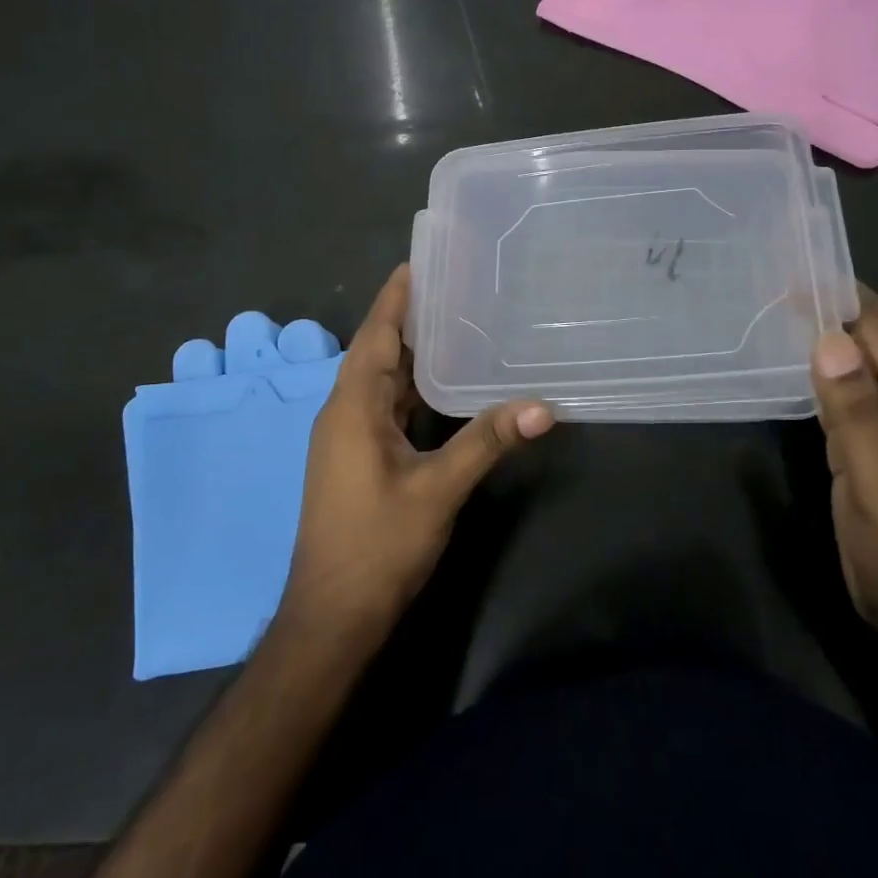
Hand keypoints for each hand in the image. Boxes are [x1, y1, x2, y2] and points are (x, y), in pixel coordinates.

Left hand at [279, 264, 553, 647]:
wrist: (332, 618)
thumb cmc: (376, 546)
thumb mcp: (438, 490)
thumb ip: (488, 442)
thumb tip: (544, 406)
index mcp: (353, 406)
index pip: (376, 334)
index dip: (396, 295)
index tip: (422, 260)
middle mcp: (346, 412)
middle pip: (380, 350)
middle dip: (413, 317)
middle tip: (458, 285)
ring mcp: (351, 437)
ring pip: (385, 380)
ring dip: (416, 353)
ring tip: (460, 321)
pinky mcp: (360, 458)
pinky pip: (389, 406)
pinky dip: (416, 388)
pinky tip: (449, 384)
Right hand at [811, 288, 877, 670]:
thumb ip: (856, 414)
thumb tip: (828, 340)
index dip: (837, 294)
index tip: (787, 269)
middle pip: (873, 334)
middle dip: (828, 304)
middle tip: (769, 282)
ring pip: (860, 358)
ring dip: (823, 331)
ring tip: (773, 309)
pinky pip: (852, 387)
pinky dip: (824, 366)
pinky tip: (794, 362)